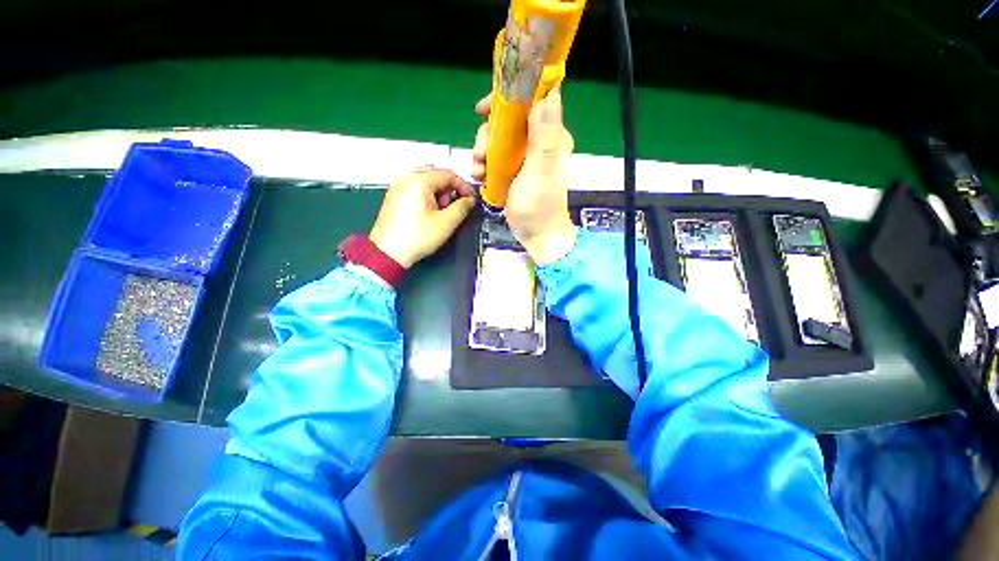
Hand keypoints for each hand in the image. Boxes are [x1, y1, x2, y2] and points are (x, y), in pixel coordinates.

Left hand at [369, 167, 475, 267]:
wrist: (389, 252)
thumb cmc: (414, 238)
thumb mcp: (446, 223)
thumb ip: (462, 208)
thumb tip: (469, 201)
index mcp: (418, 181)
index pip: (448, 174)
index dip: (463, 186)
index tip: (470, 199)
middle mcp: (406, 179)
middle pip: (437, 175)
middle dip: (449, 191)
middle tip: (453, 208)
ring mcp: (398, 187)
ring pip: (427, 182)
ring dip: (439, 195)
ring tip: (439, 214)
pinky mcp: (395, 197)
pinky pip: (417, 189)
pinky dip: (427, 197)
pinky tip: (429, 214)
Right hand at [472, 88, 577, 265]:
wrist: (536, 234)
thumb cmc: (538, 206)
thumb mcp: (540, 172)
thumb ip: (544, 138)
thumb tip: (547, 96)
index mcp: (550, 136)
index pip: (534, 99)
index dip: (509, 96)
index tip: (486, 109)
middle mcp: (538, 141)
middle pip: (508, 119)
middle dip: (489, 133)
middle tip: (481, 154)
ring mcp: (524, 155)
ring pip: (498, 138)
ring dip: (483, 151)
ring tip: (478, 170)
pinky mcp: (514, 169)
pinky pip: (495, 155)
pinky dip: (484, 163)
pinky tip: (480, 177)